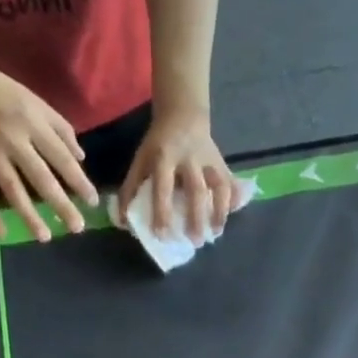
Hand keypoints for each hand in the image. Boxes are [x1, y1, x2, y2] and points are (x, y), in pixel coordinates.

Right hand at [0, 58, 98, 243]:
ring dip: (29, 215)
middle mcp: (14, 140)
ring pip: (13, 190)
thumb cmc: (0, 88)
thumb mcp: (35, 101)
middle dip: (61, 205)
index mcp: (33, 123)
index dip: (79, 181)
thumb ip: (60, 128)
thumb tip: (80, 158)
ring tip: (45, 237)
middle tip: (77, 227)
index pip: (62, 158)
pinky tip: (2, 233)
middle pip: (42, 179)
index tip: (92, 201)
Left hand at [120, 107, 239, 242]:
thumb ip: (131, 189)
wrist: (183, 115)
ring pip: (219, 187)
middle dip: (196, 217)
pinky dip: (234, 198)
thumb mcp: (141, 160)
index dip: (162, 212)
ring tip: (215, 233)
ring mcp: (209, 160)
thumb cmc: (158, 144)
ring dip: (219, 211)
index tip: (162, 235)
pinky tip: (233, 214)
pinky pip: (231, 182)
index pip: (163, 187)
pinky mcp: (222, 162)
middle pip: (196, 190)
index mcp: (164, 158)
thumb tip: (122, 222)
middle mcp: (189, 159)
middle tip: (195, 242)